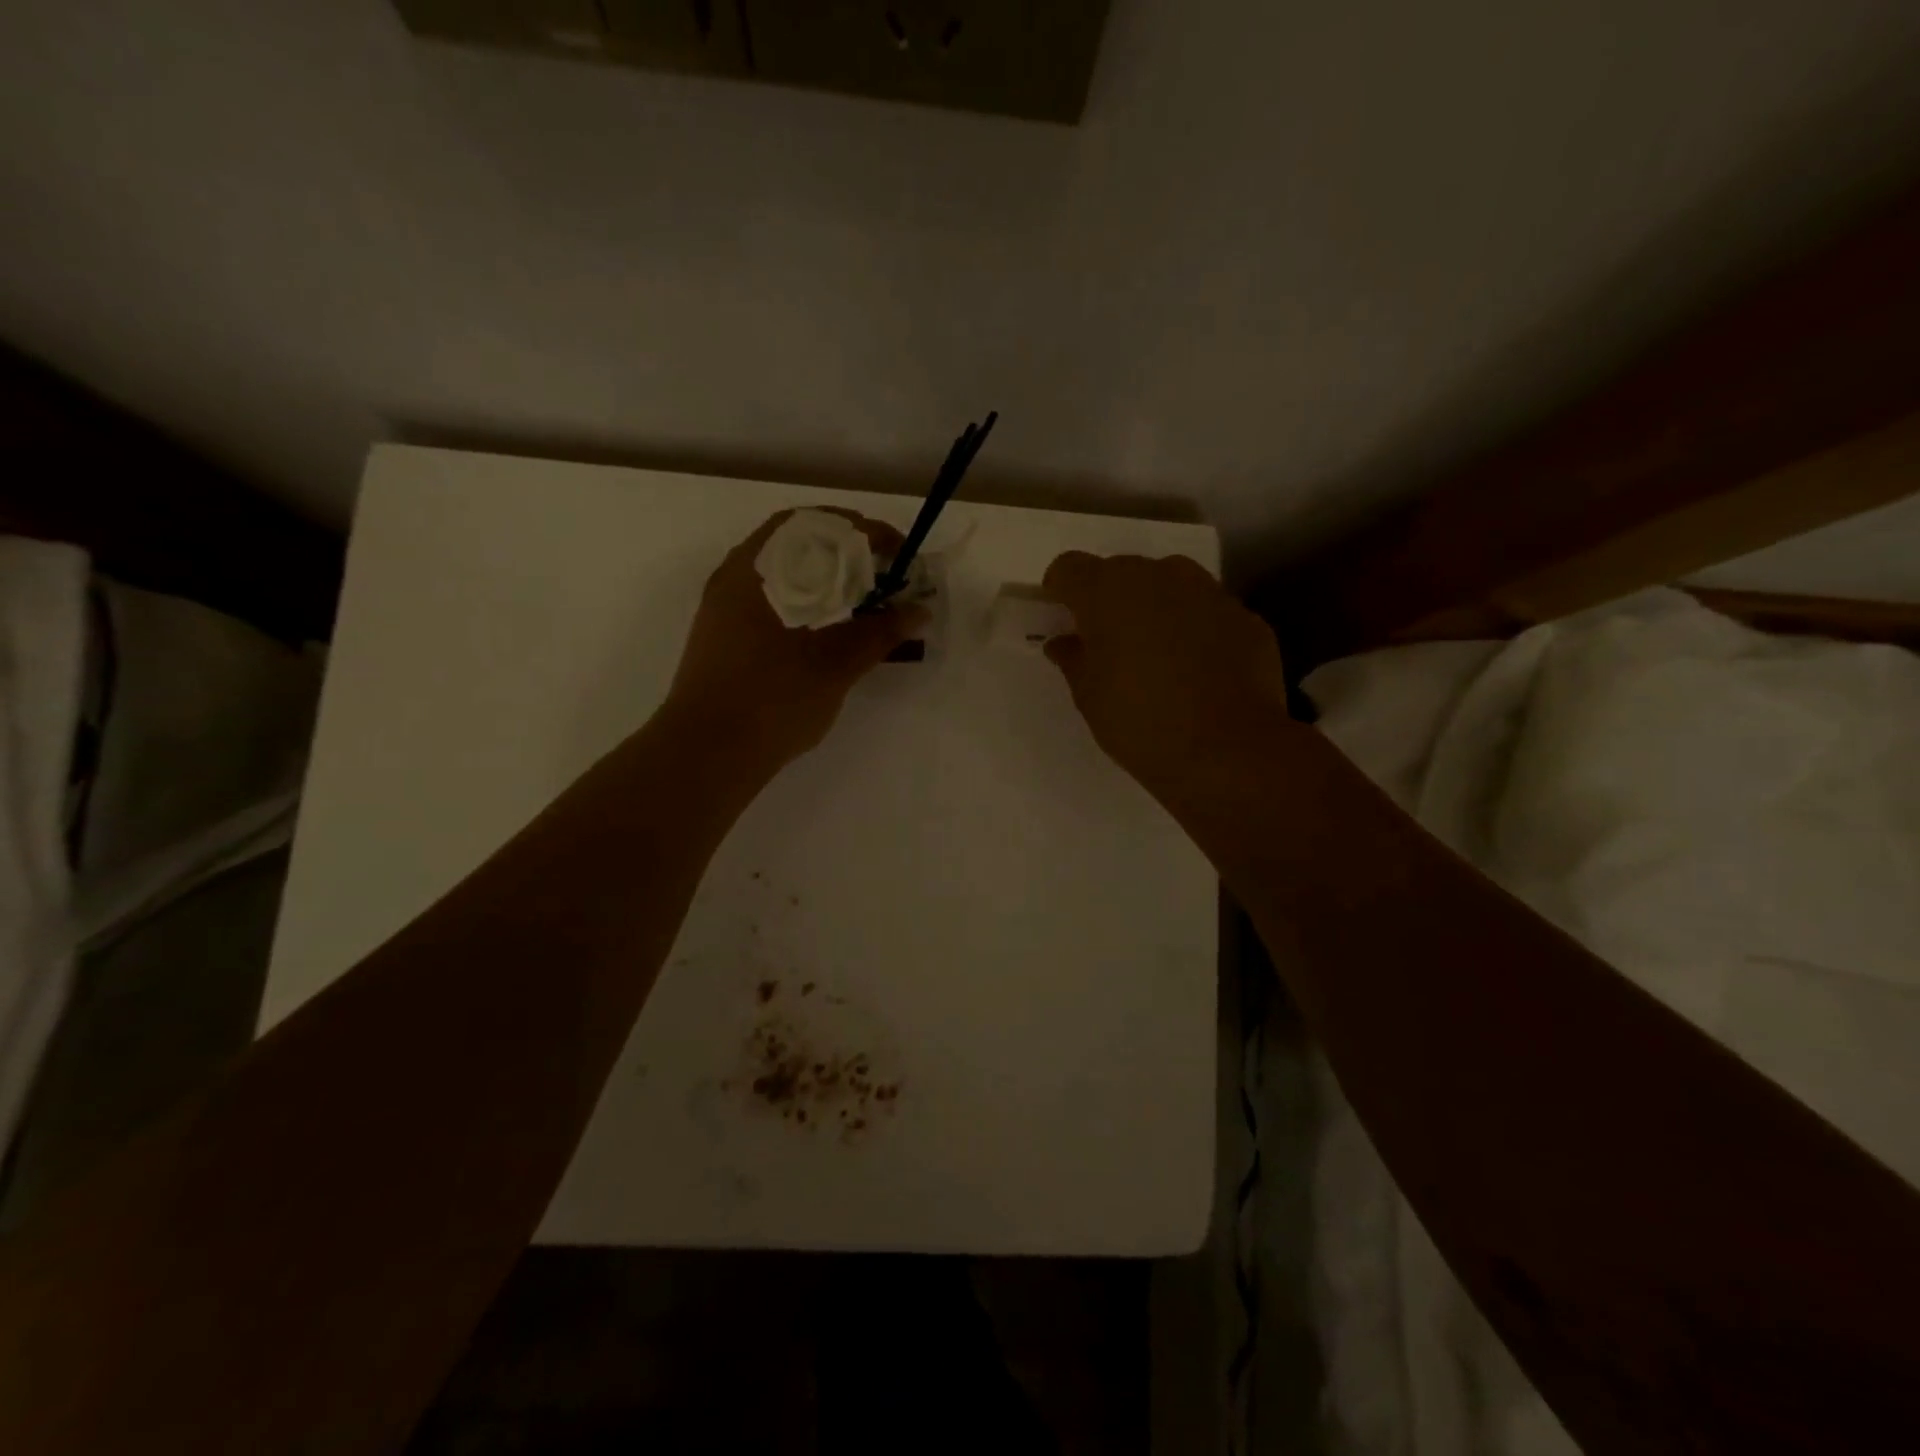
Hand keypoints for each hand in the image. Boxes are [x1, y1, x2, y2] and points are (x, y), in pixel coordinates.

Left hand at [663, 510, 927, 775]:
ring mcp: (725, 604)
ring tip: (861, 599)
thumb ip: (878, 632)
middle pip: (798, 540)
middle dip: (847, 550)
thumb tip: (917, 611)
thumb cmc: (773, 700)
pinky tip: (826, 627)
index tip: (899, 553)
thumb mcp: (835, 664)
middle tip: (884, 573)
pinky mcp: (723, 632)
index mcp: (760, 568)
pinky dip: (804, 598)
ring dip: (825, 575)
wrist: (707, 752)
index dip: (866, 531)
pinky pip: (770, 596)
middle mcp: (737, 574)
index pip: (819, 523)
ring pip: (782, 569)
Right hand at [1041, 552, 1292, 811]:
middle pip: (1122, 571)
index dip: (1061, 590)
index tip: (1064, 617)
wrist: (1227, 751)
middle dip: (1111, 600)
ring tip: (1157, 654)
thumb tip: (1065, 643)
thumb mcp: (1089, 696)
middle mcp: (1159, 576)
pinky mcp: (1245, 617)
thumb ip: (1073, 659)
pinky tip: (1199, 671)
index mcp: (1108, 591)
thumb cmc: (1140, 722)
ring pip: (1170, 585)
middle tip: (1110, 643)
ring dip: (1156, 608)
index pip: (1069, 567)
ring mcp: (1208, 592)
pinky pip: (1208, 613)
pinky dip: (1197, 630)